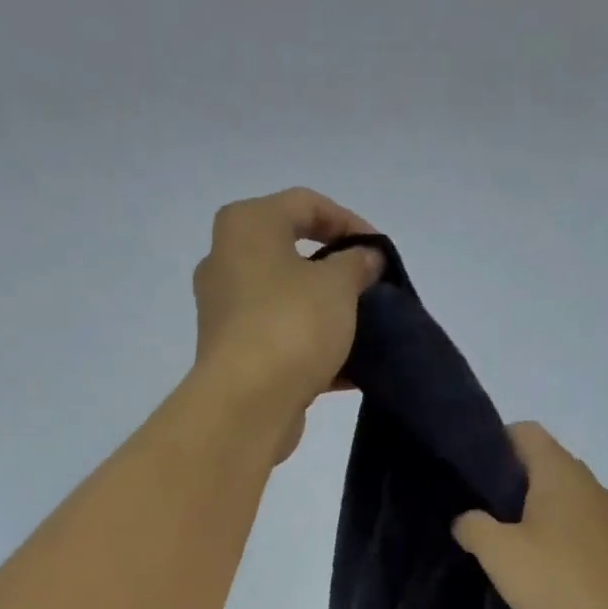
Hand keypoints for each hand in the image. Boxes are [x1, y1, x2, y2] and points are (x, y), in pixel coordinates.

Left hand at [189, 189, 383, 451]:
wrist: (247, 404)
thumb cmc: (291, 326)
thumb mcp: (338, 285)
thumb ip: (357, 263)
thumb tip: (365, 258)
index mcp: (247, 226)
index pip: (305, 204)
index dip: (350, 222)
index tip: (380, 253)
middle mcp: (226, 262)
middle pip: (291, 254)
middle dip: (336, 272)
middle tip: (370, 290)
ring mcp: (227, 312)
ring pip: (287, 303)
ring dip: (326, 315)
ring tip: (364, 330)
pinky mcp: (234, 356)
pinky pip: (282, 341)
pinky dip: (313, 351)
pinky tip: (350, 371)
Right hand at [452, 422, 607, 608]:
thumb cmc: (559, 582)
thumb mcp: (500, 553)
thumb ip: (473, 526)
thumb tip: (466, 519)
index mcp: (560, 472)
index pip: (524, 431)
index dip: (492, 442)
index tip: (466, 473)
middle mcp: (587, 484)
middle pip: (540, 465)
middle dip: (504, 483)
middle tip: (472, 511)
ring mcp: (604, 517)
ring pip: (555, 499)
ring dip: (525, 514)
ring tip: (496, 543)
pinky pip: (571, 527)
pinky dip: (547, 537)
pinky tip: (529, 568)